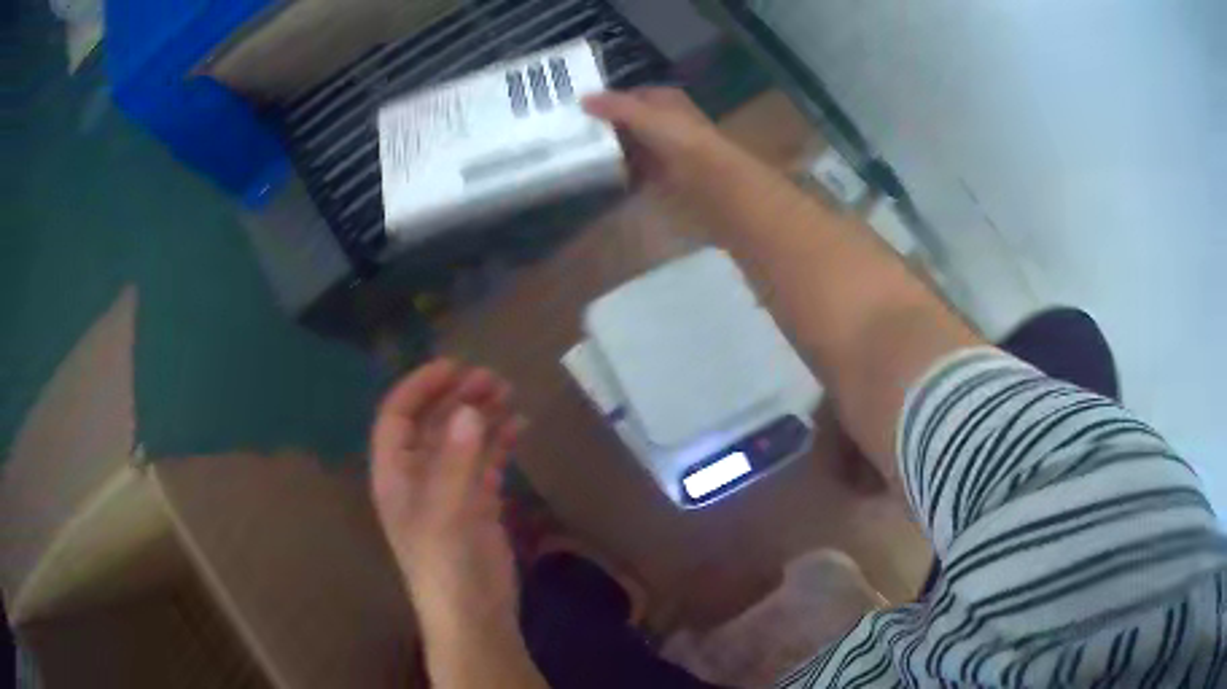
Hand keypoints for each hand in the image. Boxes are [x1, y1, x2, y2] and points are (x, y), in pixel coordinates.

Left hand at [370, 360, 523, 629]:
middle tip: (493, 378)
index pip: (397, 417)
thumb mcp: (447, 513)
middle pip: (433, 423)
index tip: (454, 366)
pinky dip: (499, 442)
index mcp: (396, 475)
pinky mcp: (476, 505)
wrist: (474, 617)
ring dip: (481, 414)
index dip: (420, 387)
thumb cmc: (446, 567)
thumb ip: (458, 461)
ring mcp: (449, 490)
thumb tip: (470, 408)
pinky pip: (485, 462)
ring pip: (462, 440)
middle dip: (458, 396)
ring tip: (509, 393)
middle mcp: (418, 477)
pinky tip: (519, 427)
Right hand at [583, 87, 744, 195]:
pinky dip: (619, 172)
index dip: (607, 101)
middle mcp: (664, 120)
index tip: (579, 110)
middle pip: (628, 121)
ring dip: (610, 151)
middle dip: (605, 127)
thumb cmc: (679, 137)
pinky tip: (599, 175)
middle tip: (572, 133)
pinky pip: (634, 169)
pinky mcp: (661, 173)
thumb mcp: (643, 114)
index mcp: (664, 99)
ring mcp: (663, 148)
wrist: (708, 177)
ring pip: (630, 145)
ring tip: (578, 154)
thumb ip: (613, 106)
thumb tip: (582, 98)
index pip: (630, 95)